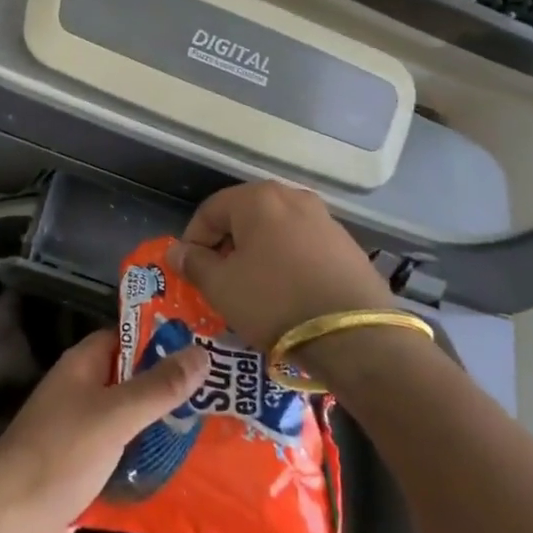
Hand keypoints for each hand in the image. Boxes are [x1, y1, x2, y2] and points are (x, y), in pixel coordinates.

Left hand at [0, 331, 206, 532]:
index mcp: (81, 368)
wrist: (5, 527)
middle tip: (225, 393)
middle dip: (172, 389)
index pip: (125, 338)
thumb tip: (202, 353)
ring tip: (220, 431)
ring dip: (165, 430)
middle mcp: (81, 396)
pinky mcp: (85, 478)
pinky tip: (191, 477)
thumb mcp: (113, 416)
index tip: (207, 344)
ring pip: (132, 426)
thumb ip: (157, 387)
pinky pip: (125, 464)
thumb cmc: (58, 456)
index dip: (161, 338)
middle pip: (132, 383)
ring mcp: (82, 439)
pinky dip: (151, 467)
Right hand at [166, 181, 393, 349]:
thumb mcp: (222, 287)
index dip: (193, 240)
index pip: (210, 210)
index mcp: (257, 198)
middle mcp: (292, 196)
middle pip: (244, 216)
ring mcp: (324, 218)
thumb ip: (194, 264)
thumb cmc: (275, 302)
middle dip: (227, 245)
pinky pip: (303, 245)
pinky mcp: (347, 244)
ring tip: (253, 288)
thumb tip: (177, 251)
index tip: (190, 270)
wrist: (355, 335)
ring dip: (257, 253)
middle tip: (219, 279)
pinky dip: (287, 261)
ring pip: (275, 230)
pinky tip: (288, 293)